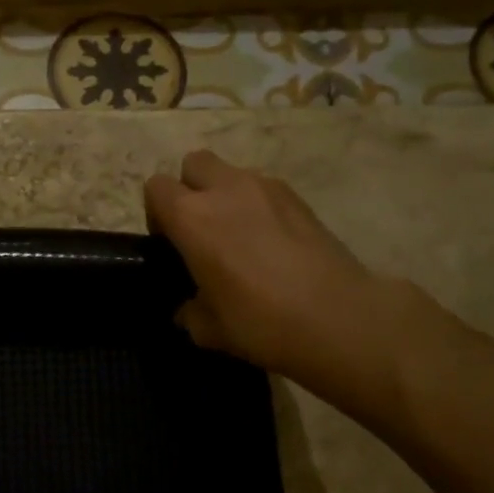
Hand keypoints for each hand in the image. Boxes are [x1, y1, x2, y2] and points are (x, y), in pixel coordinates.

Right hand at [145, 150, 411, 415]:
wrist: (337, 318)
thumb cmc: (259, 322)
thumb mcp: (207, 329)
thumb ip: (188, 310)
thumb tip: (188, 308)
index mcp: (191, 217)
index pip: (156, 188)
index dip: (156, 212)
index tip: (169, 243)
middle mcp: (225, 190)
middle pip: (194, 163)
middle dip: (191, 188)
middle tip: (200, 228)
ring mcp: (266, 188)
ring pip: (232, 173)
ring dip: (226, 195)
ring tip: (240, 235)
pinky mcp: (299, 198)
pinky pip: (265, 189)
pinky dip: (259, 206)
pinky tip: (271, 242)